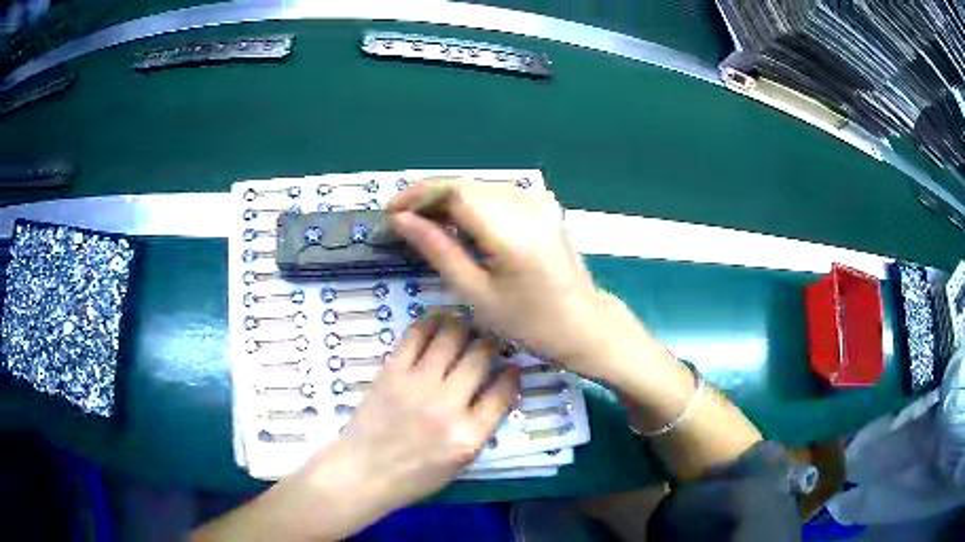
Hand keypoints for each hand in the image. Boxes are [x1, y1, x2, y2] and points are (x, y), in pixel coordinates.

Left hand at [192, 319, 518, 541]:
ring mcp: (412, 388)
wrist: (350, 480)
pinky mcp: (385, 374)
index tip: (515, 356)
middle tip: (493, 328)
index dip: (513, 367)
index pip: (505, 388)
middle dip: (491, 337)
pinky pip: (414, 336)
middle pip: (480, 354)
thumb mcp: (452, 466)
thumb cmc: (402, 483)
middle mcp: (444, 409)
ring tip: (465, 319)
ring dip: (461, 323)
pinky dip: (428, 323)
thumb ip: (473, 427)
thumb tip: (489, 392)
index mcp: (466, 438)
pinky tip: (433, 323)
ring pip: (449, 336)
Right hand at [388, 179, 612, 375]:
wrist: (583, 324)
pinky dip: (471, 205)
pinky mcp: (543, 206)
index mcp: (511, 230)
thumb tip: (401, 220)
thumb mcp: (477, 293)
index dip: (418, 196)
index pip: (455, 192)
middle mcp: (527, 204)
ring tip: (422, 223)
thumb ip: (438, 250)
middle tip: (400, 220)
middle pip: (466, 185)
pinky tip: (456, 223)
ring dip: (447, 200)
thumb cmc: (529, 322)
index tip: (390, 211)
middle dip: (428, 198)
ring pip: (480, 188)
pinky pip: (497, 195)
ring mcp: (539, 202)